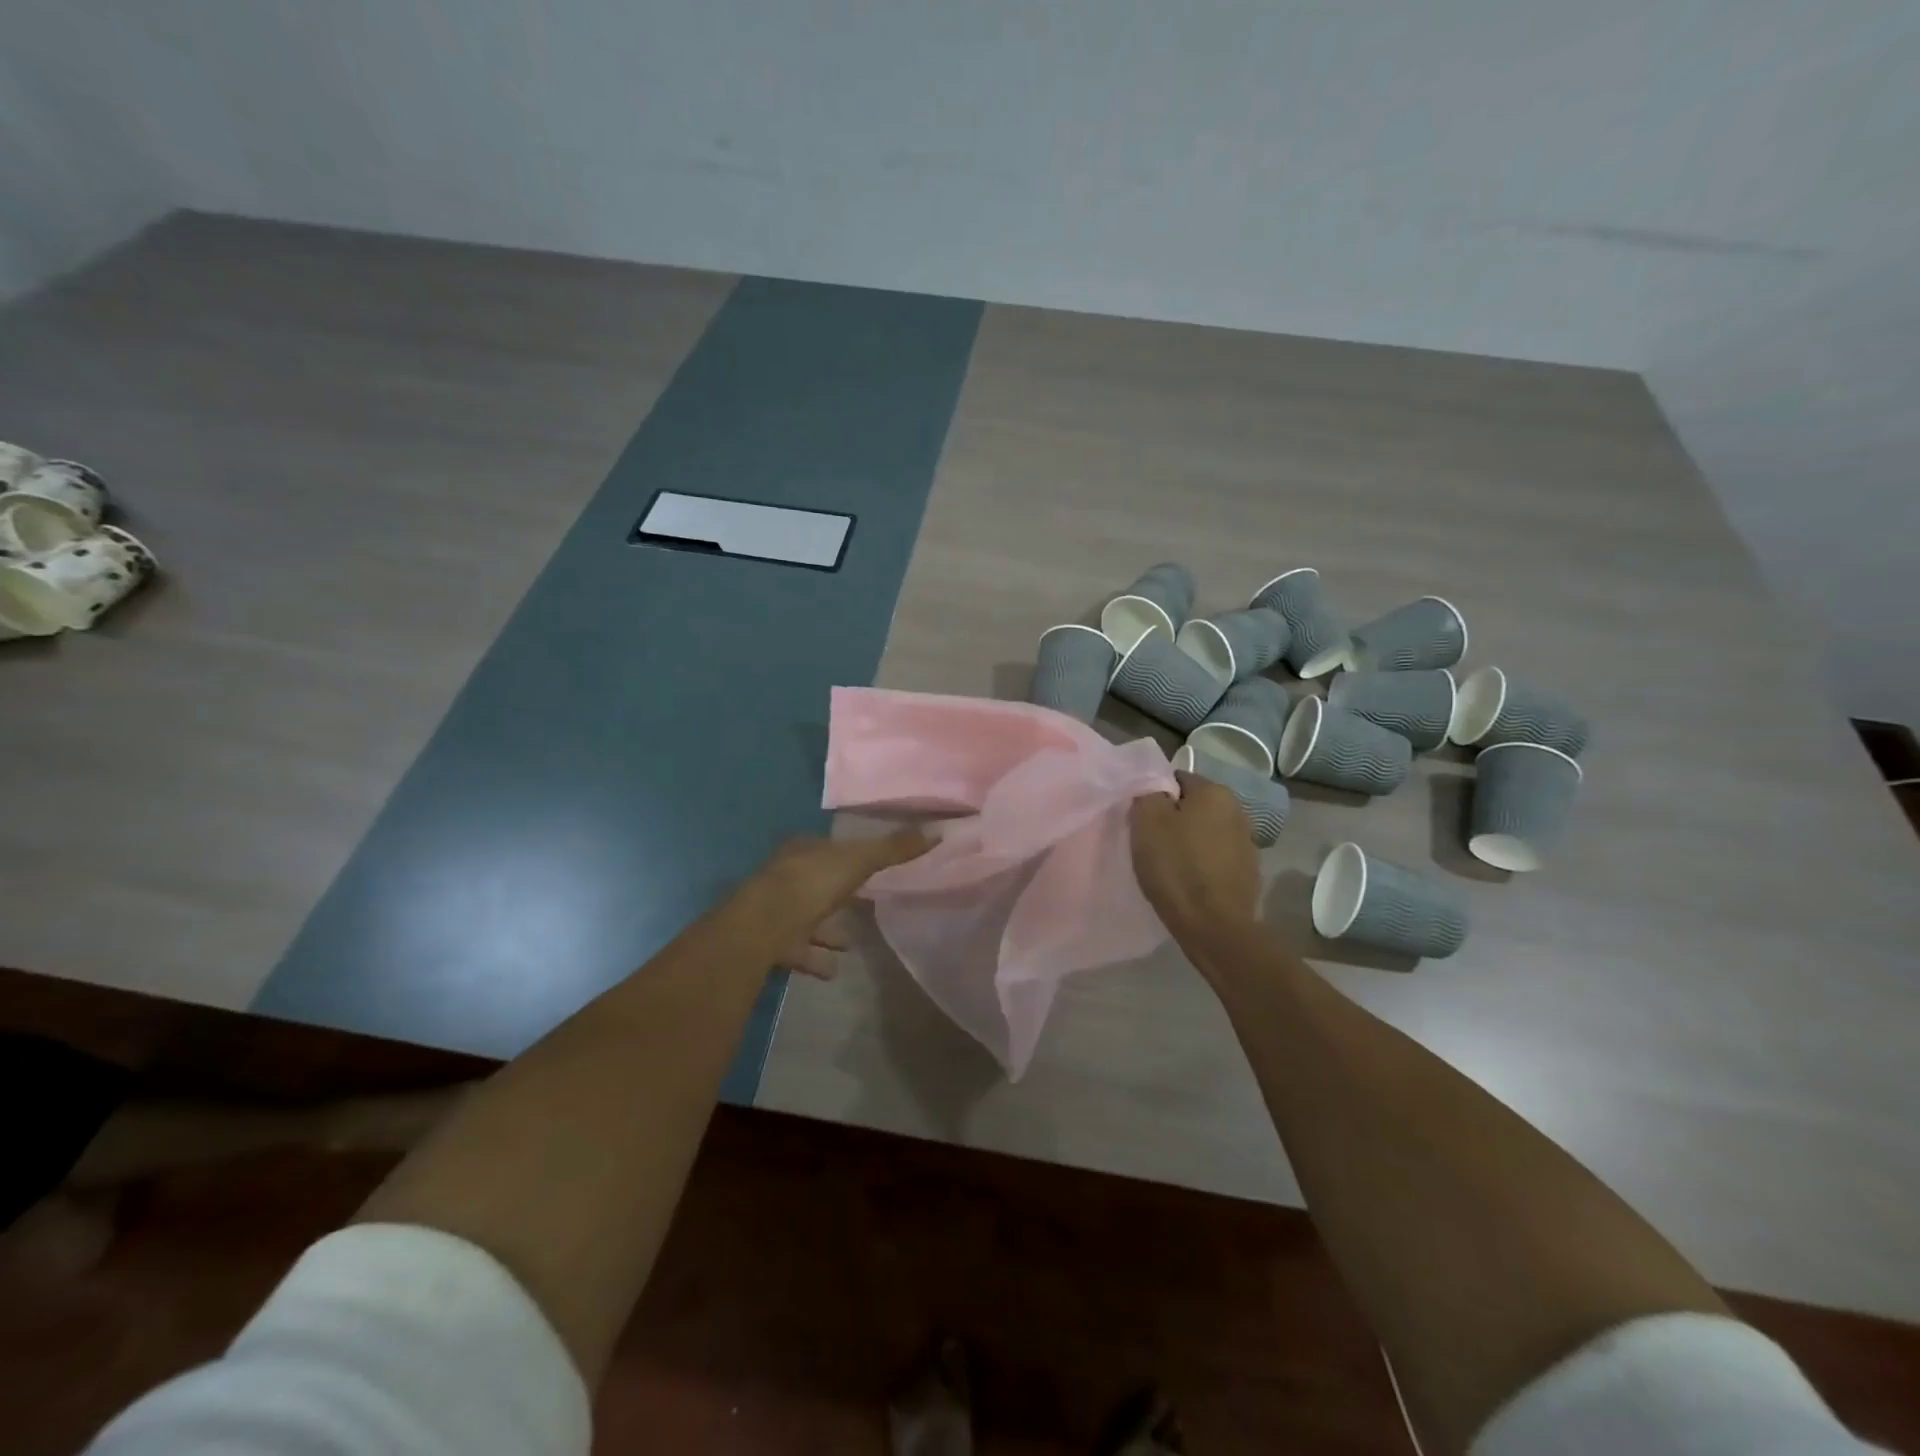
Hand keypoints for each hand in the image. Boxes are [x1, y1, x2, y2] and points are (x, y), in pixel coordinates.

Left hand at [751, 829, 931, 978]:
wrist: (763, 927)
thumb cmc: (811, 884)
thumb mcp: (859, 861)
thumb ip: (894, 849)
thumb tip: (936, 831)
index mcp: (802, 850)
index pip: (828, 849)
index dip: (848, 858)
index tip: (868, 868)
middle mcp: (785, 876)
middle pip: (816, 884)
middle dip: (838, 895)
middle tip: (864, 906)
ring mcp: (774, 911)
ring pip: (807, 919)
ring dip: (827, 931)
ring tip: (851, 944)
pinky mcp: (771, 943)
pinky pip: (800, 951)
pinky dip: (817, 958)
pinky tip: (835, 968)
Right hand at [1130, 773, 1260, 936]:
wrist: (1215, 927)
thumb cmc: (1177, 868)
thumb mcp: (1147, 822)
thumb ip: (1148, 794)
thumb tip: (1155, 790)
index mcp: (1214, 791)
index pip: (1176, 779)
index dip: (1154, 797)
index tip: (1141, 820)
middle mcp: (1237, 809)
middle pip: (1192, 806)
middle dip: (1172, 819)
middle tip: (1150, 842)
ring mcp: (1247, 842)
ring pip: (1204, 832)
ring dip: (1188, 842)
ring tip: (1168, 865)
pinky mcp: (1247, 871)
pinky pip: (1215, 857)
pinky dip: (1201, 863)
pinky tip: (1188, 881)